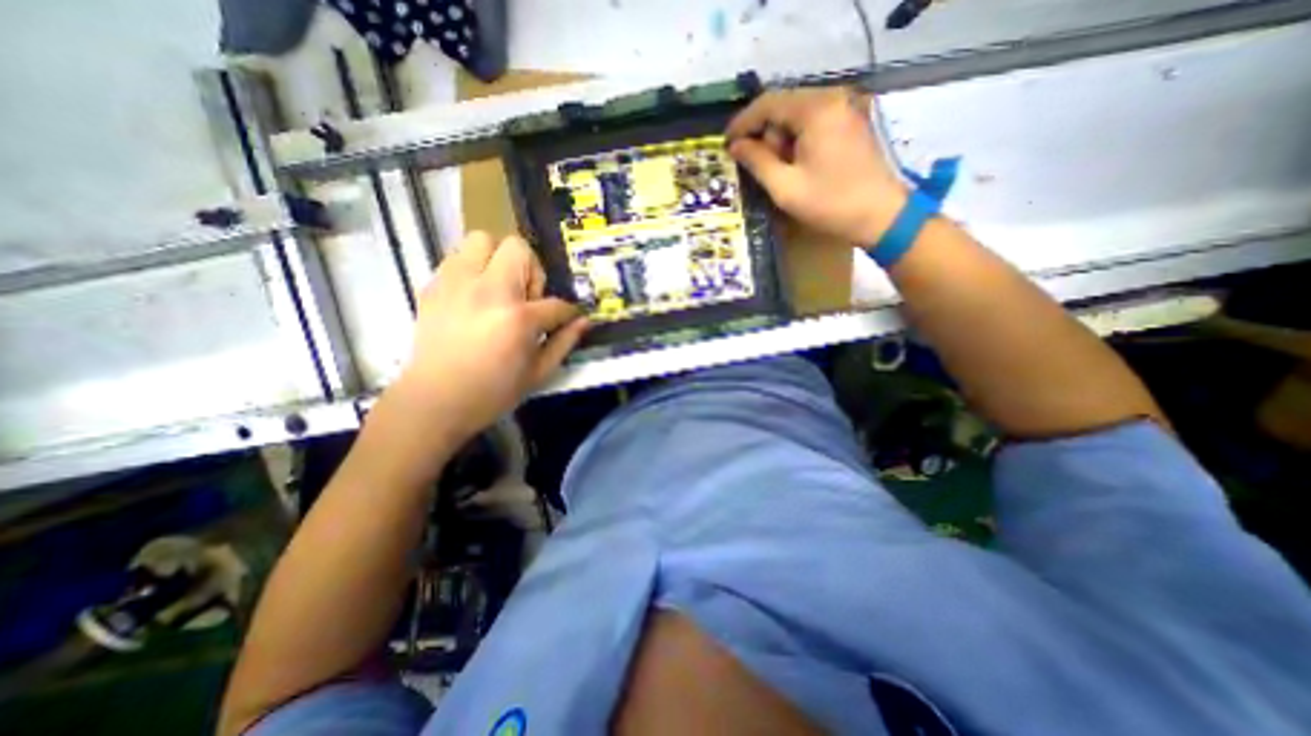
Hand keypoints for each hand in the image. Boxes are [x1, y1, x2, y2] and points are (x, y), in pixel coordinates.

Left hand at [390, 232, 589, 446]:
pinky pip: (457, 258)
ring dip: (498, 260)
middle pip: (517, 248)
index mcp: (518, 317)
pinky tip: (475, 297)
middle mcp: (488, 291)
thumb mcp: (539, 373)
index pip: (556, 303)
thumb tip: (584, 321)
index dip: (568, 311)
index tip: (568, 317)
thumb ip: (565, 342)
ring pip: (481, 239)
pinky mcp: (433, 286)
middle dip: (531, 270)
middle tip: (526, 298)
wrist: (434, 400)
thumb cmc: (493, 392)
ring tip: (498, 289)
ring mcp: (456, 284)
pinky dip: (473, 269)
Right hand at [720, 85, 908, 244]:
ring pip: (798, 115)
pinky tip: (796, 164)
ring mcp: (845, 108)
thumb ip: (757, 162)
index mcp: (815, 109)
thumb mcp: (785, 187)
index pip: (768, 103)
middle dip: (765, 134)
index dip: (743, 122)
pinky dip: (798, 140)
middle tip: (758, 166)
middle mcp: (832, 98)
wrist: (881, 215)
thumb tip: (736, 146)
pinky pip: (814, 122)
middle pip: (783, 106)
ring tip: (780, 171)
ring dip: (781, 139)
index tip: (726, 143)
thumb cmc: (830, 203)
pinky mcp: (851, 122)